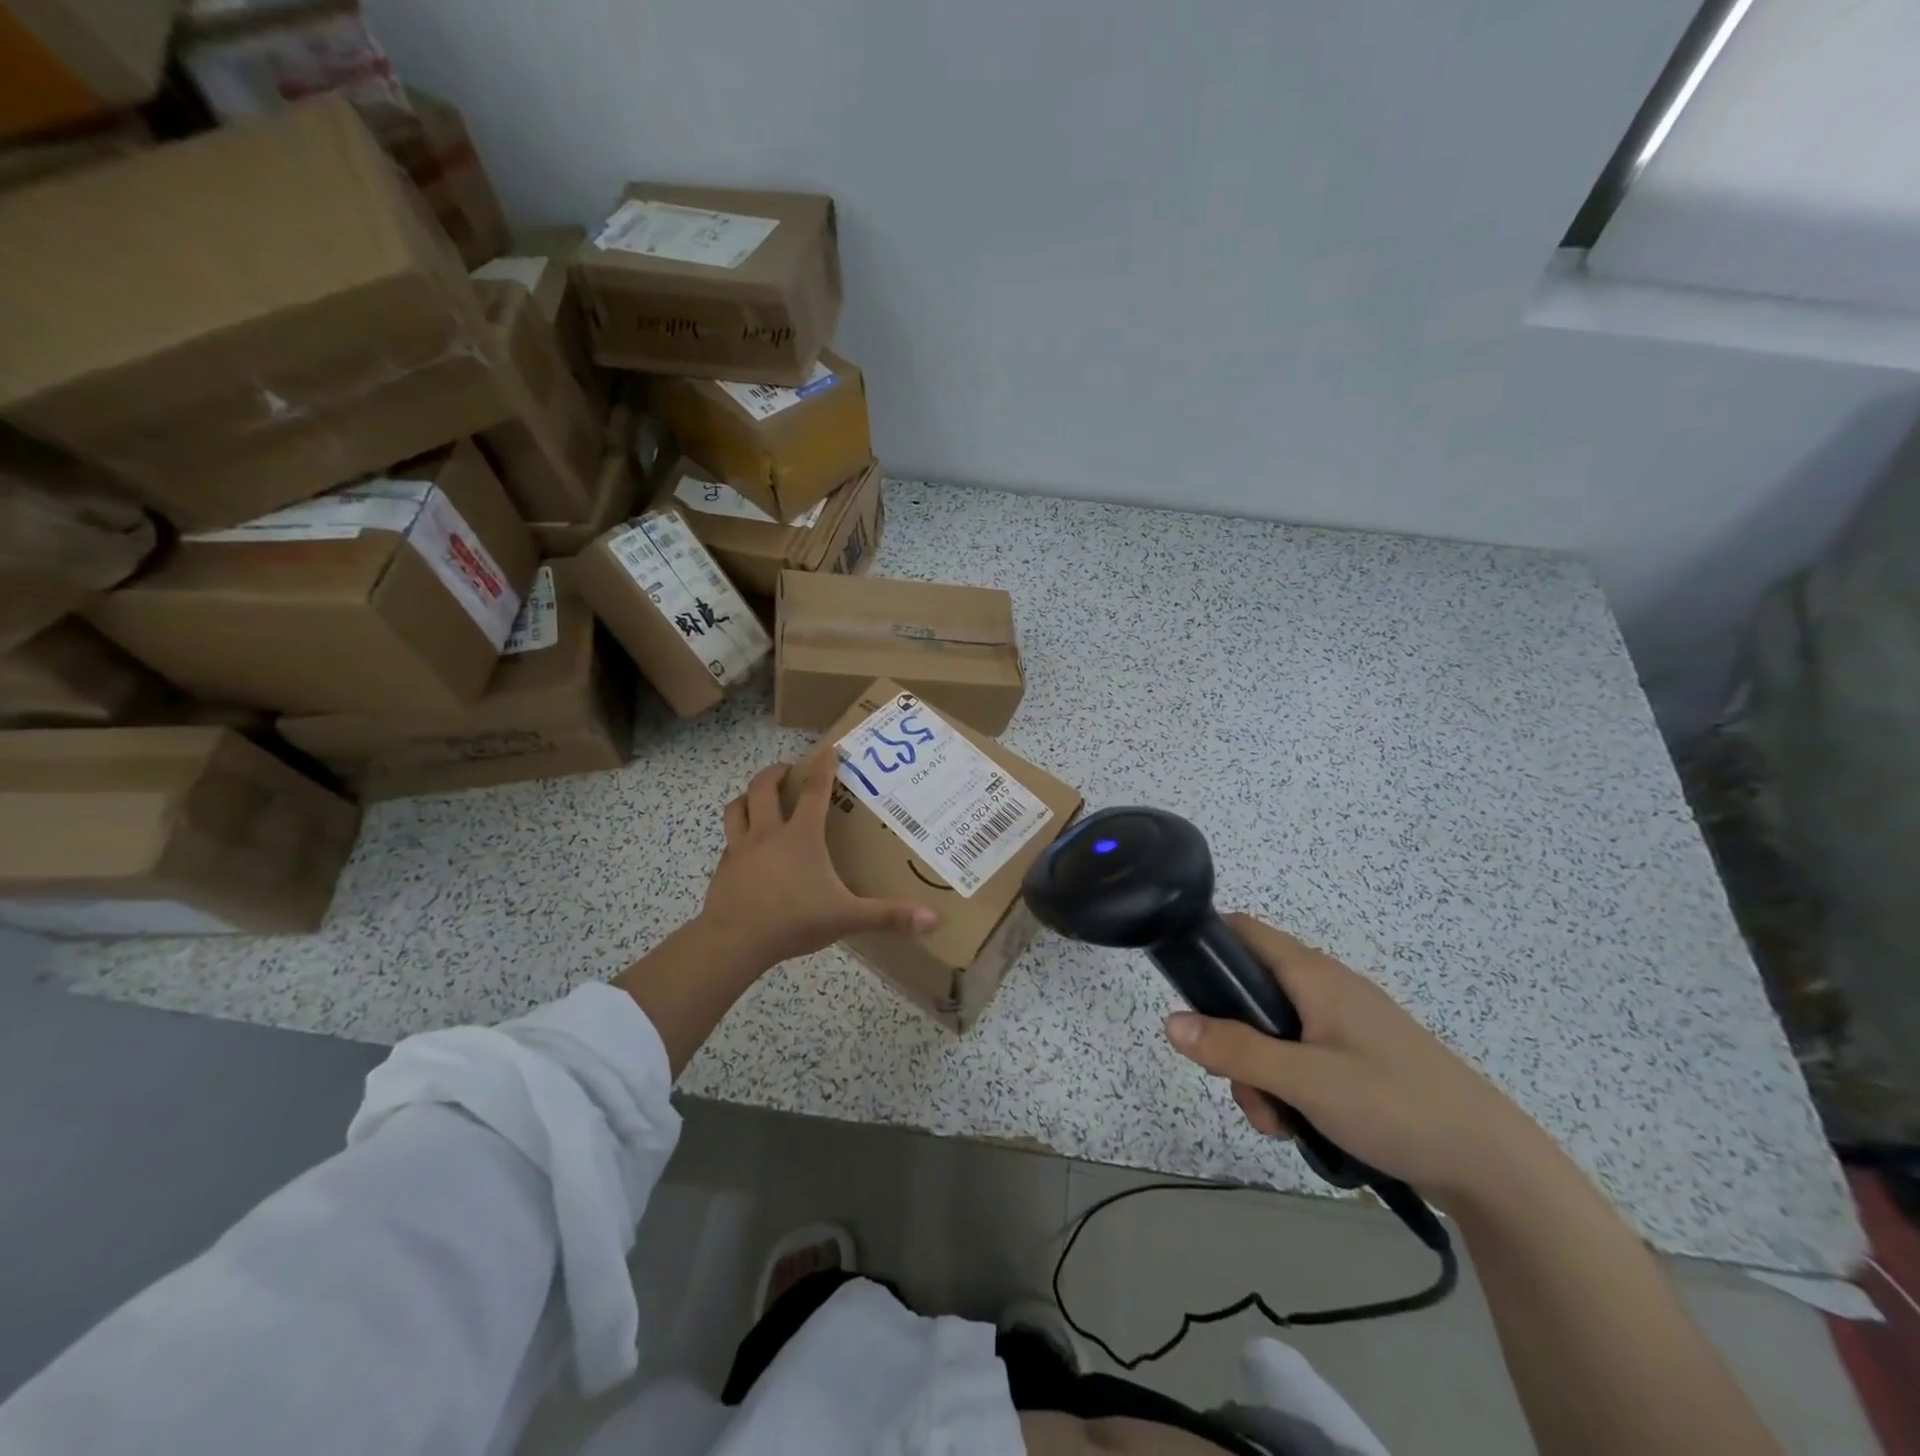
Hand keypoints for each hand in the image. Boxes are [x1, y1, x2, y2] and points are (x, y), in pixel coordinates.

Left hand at [698, 760, 937, 968]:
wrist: (734, 941)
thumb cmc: (793, 921)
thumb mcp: (846, 917)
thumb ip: (888, 916)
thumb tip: (933, 920)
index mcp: (801, 836)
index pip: (816, 791)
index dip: (824, 767)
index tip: (828, 748)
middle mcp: (768, 833)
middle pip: (763, 788)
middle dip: (775, 773)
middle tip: (787, 771)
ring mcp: (741, 848)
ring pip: (737, 808)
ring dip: (747, 796)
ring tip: (757, 797)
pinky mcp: (723, 867)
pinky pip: (728, 839)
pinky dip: (736, 833)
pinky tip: (744, 846)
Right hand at [1165, 914, 1559, 1207]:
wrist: (1492, 1166)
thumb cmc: (1395, 1104)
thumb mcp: (1305, 1080)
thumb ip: (1235, 1051)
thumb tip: (1171, 1022)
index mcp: (1312, 974)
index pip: (1243, 930)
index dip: (1207, 944)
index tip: (1182, 986)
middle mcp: (1324, 988)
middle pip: (1249, 993)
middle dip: (1231, 1040)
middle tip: (1242, 1085)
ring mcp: (1342, 1024)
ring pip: (1271, 1034)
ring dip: (1259, 1074)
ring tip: (1280, 1122)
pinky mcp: (1356, 1058)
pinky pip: (1299, 1058)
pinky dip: (1288, 1087)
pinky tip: (1302, 1127)